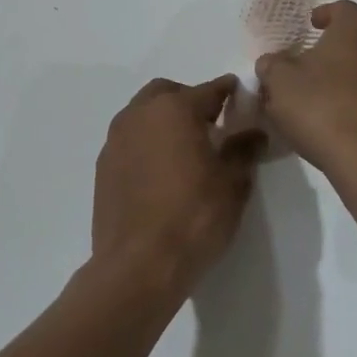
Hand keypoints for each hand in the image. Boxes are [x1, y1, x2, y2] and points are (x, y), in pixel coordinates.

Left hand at [93, 76, 264, 295]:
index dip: (230, 92)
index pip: (210, 89)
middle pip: (168, 93)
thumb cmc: (193, 217)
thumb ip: (244, 150)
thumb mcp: (233, 183)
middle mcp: (140, 114)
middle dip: (190, 101)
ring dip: (164, 121)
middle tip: (211, 126)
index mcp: (175, 109)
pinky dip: (147, 143)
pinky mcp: (103, 167)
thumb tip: (254, 133)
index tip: (243, 99)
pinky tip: (161, 172)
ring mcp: (116, 140)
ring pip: (143, 114)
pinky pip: (130, 140)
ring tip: (185, 150)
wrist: (137, 266)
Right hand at [255, 1, 356, 175]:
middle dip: (332, 44)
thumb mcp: (280, 81)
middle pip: (356, 35)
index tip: (309, 25)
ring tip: (316, 87)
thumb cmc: (319, 104)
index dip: (324, 13)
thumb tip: (271, 62)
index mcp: (355, 28)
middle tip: (307, 57)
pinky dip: (352, 93)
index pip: (342, 8)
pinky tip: (332, 111)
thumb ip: (272, 65)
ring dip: (342, 70)